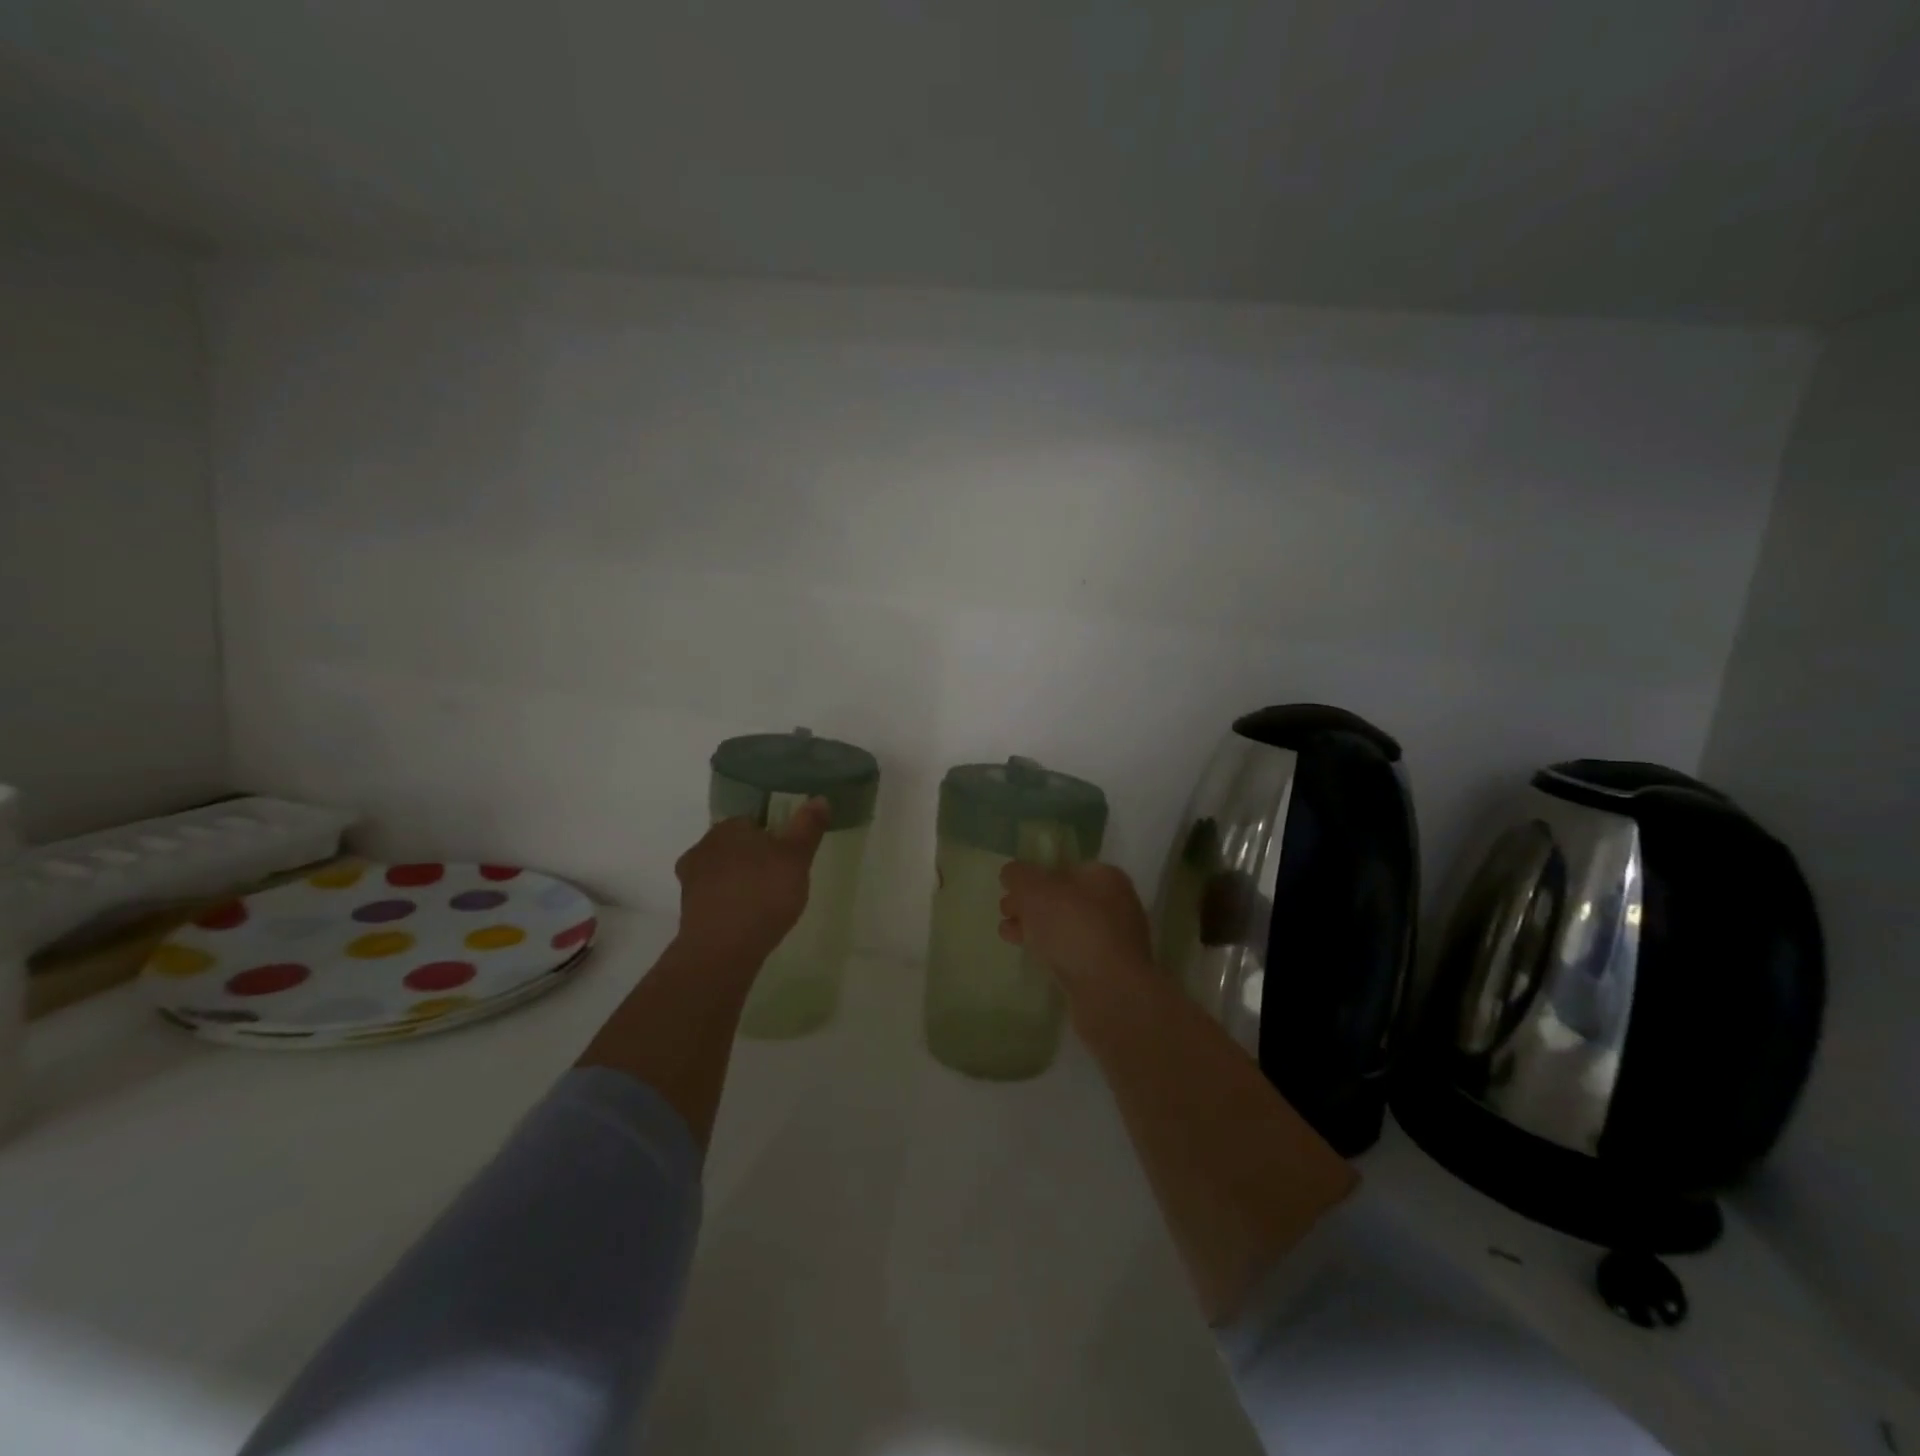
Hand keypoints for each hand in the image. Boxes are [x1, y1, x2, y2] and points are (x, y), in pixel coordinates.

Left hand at [674, 800, 829, 967]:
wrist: (722, 950)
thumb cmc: (763, 893)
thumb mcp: (797, 857)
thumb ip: (808, 827)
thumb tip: (820, 797)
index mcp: (728, 827)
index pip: (752, 821)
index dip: (772, 835)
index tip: (788, 854)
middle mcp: (703, 847)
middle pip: (735, 846)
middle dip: (754, 858)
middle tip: (780, 878)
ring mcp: (690, 881)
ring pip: (723, 872)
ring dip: (740, 882)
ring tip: (766, 902)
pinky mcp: (688, 911)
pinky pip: (715, 899)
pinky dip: (730, 904)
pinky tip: (748, 920)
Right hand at [999, 861, 1154, 987]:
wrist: (1111, 993)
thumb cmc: (1074, 929)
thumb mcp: (1036, 891)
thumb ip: (1019, 876)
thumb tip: (1011, 872)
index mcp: (1104, 877)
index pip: (1063, 868)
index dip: (1033, 876)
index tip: (1009, 890)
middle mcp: (1115, 904)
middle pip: (1063, 898)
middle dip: (1031, 904)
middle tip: (1005, 913)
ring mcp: (1114, 940)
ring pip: (1066, 927)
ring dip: (1036, 929)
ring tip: (1007, 936)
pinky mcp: (1108, 971)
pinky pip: (1073, 953)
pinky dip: (1051, 951)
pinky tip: (1032, 958)